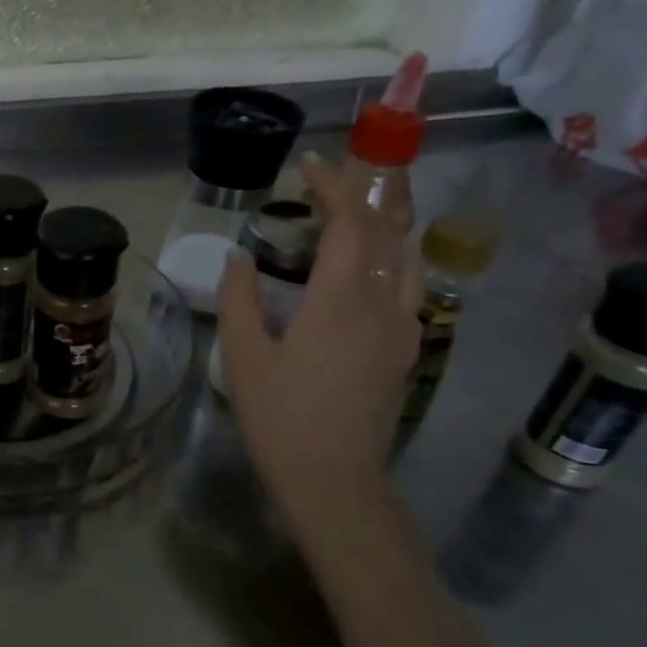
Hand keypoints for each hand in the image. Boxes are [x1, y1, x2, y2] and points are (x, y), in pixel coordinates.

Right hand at [217, 153, 421, 524]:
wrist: (335, 482)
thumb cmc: (281, 418)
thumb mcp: (243, 357)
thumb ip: (240, 299)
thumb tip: (240, 258)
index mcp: (341, 302)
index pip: (349, 224)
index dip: (332, 186)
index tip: (308, 164)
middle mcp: (383, 306)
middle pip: (386, 232)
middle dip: (362, 194)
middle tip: (329, 178)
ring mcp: (403, 329)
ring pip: (406, 257)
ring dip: (385, 222)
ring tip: (355, 210)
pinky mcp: (405, 351)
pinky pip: (406, 287)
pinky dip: (389, 257)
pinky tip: (365, 266)